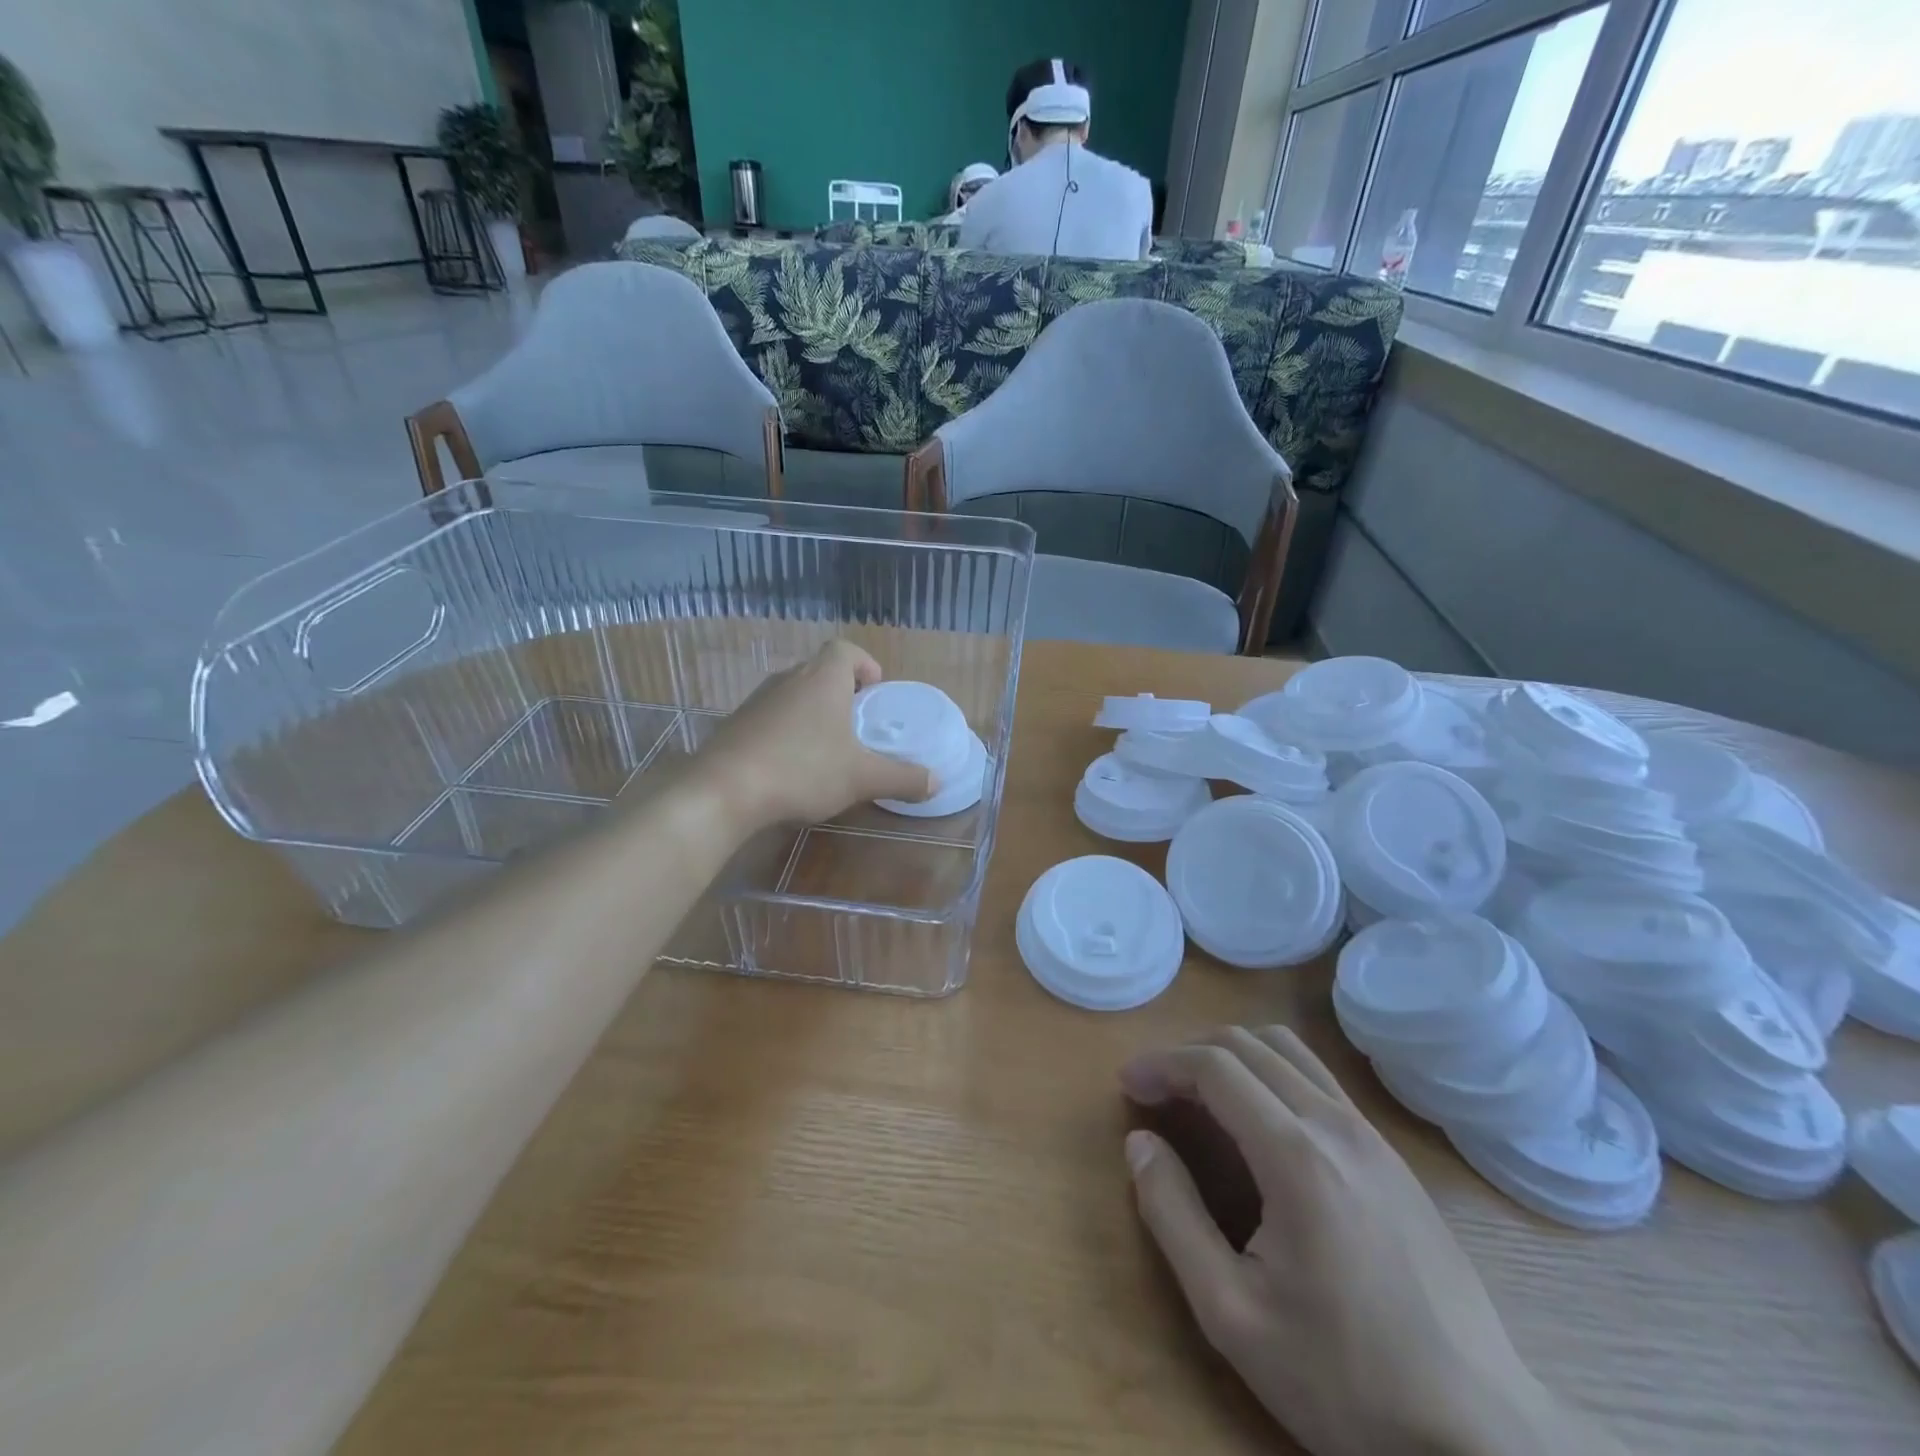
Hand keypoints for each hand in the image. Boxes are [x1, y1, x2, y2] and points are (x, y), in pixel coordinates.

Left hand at [690, 640, 932, 834]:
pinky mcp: (734, 726)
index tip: (874, 692)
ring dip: (812, 713)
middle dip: (841, 693)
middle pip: (819, 671)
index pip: (845, 650)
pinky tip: (790, 767)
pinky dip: (785, 732)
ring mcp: (756, 701)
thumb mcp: (862, 777)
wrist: (723, 790)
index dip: (864, 665)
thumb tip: (935, 782)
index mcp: (822, 679)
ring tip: (826, 747)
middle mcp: (788, 680)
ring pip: (793, 695)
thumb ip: (901, 777)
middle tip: (856, 724)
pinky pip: (770, 718)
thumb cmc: (802, 770)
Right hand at [1121, 1027, 1622, 1455]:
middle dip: (1189, 1052)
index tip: (1128, 1084)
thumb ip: (1173, 1216)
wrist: (1481, 1435)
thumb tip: (1139, 1143)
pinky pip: (1318, 1079)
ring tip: (1200, 1093)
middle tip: (1154, 1088)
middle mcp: (1334, 1124)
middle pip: (1247, 1044)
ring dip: (1232, 1054)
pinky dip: (1271, 1072)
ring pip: (1288, 1049)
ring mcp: (1371, 1135)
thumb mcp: (1232, 1314)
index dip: (1161, 1063)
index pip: (1214, 1066)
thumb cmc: (1345, 1379)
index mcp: (1295, 1155)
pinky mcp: (1391, 1155)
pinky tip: (1259, 1120)